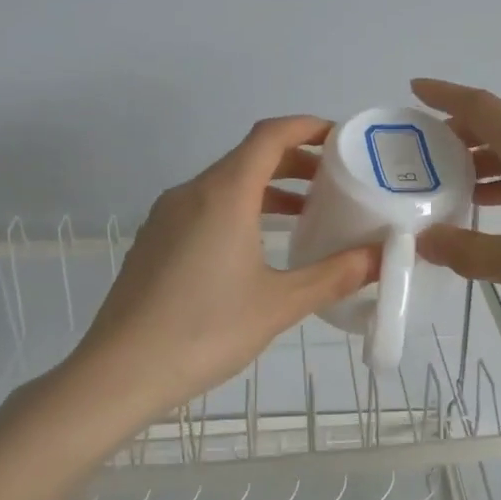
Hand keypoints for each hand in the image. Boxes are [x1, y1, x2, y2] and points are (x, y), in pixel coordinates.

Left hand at [61, 117, 377, 418]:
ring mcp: (166, 216)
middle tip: (334, 182)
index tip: (340, 138)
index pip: (269, 136)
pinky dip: (240, 210)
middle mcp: (192, 192)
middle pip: (248, 157)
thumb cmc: (205, 330)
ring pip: (225, 184)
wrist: (119, 372)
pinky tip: (257, 248)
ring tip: (305, 215)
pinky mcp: (153, 240)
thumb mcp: (279, 304)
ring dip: (267, 190)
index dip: (307, 128)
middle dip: (294, 162)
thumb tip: (381, 257)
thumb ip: (334, 276)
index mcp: (224, 194)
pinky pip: (205, 208)